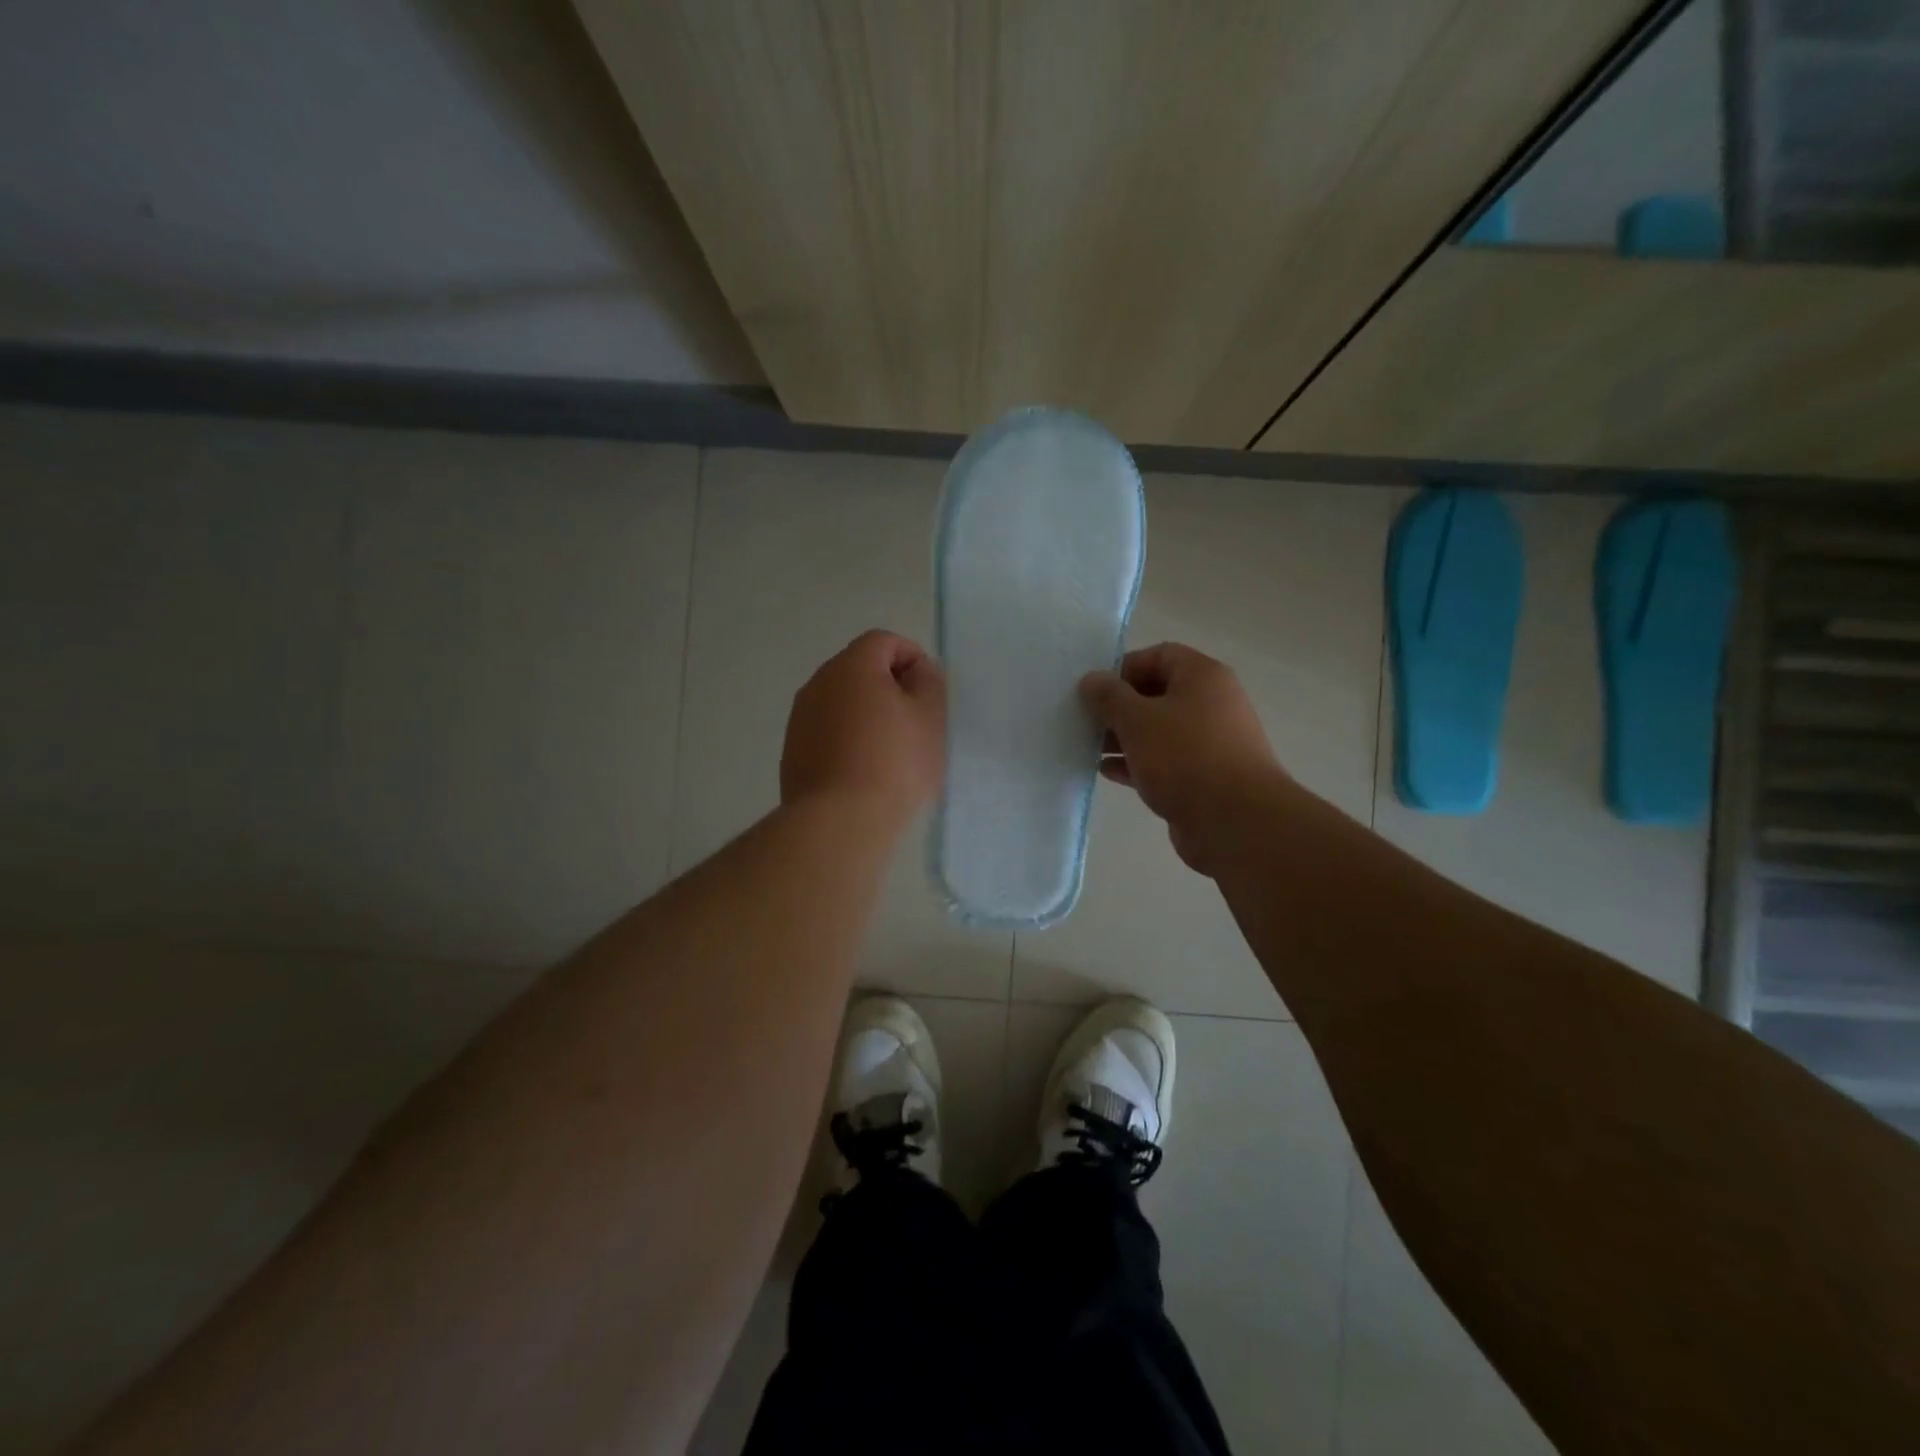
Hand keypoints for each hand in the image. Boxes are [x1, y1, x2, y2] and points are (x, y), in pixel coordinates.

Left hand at [781, 630, 946, 826]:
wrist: (839, 822)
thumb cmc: (894, 763)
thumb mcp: (930, 719)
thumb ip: (928, 683)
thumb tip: (916, 671)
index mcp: (852, 666)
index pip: (884, 641)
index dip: (912, 657)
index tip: (929, 691)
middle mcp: (818, 683)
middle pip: (859, 669)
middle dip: (888, 686)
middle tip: (914, 721)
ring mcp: (800, 718)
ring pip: (840, 702)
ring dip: (865, 714)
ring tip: (890, 750)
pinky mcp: (792, 751)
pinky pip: (826, 731)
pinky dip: (846, 739)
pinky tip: (863, 771)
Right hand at [1080, 642, 1281, 873]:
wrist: (1236, 822)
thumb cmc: (1185, 757)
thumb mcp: (1138, 720)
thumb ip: (1110, 697)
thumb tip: (1091, 679)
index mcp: (1203, 677)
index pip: (1159, 655)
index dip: (1124, 667)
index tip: (1094, 689)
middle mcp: (1212, 704)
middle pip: (1157, 694)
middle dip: (1119, 706)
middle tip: (1085, 720)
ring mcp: (1210, 743)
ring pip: (1159, 730)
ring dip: (1124, 737)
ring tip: (1089, 747)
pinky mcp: (1204, 777)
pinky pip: (1164, 761)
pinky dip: (1137, 762)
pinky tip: (1107, 771)